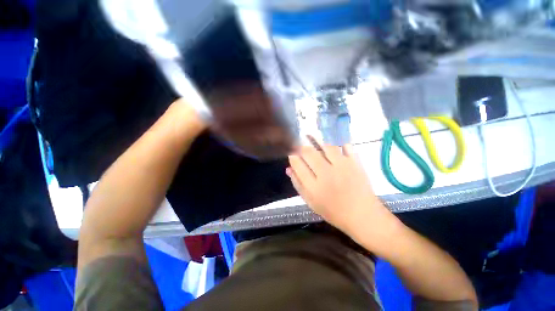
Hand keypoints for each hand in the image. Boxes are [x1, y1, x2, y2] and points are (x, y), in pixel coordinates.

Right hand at [286, 140, 397, 240]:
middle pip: (309, 152)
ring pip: (326, 146)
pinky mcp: (355, 163)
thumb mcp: (311, 202)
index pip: (297, 164)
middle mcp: (326, 173)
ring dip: (318, 143)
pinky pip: (346, 147)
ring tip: (316, 145)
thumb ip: (298, 184)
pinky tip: (336, 148)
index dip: (293, 157)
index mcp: (313, 186)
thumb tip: (289, 169)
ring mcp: (342, 166)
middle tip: (302, 149)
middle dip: (302, 148)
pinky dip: (340, 144)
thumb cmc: (333, 211)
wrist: (362, 216)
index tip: (292, 155)